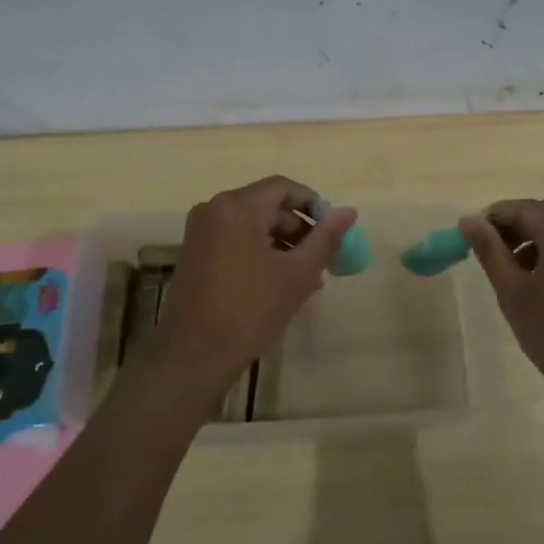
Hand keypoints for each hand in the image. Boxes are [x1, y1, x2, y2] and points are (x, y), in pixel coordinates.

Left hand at [149, 176, 356, 396]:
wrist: (194, 355)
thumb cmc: (250, 310)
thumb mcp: (297, 274)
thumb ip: (326, 238)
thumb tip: (349, 211)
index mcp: (237, 207)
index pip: (283, 188)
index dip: (313, 204)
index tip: (333, 231)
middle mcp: (214, 210)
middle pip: (267, 206)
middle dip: (299, 229)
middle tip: (323, 259)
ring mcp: (201, 232)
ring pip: (252, 225)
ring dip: (282, 244)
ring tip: (307, 277)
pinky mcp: (195, 254)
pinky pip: (235, 240)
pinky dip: (260, 253)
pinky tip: (280, 282)